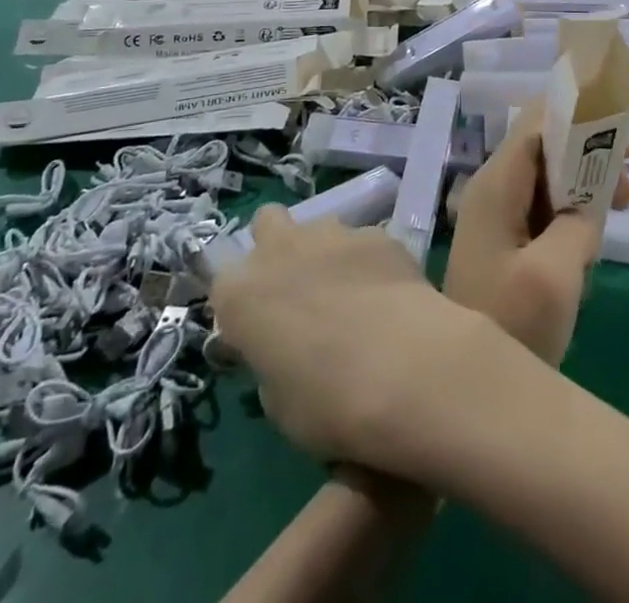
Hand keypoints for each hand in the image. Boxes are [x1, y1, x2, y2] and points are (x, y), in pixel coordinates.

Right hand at [210, 207, 514, 475]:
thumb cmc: (329, 403)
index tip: (258, 327)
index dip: (241, 302)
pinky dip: (368, 261)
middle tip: (296, 289)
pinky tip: (386, 294)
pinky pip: (363, 240)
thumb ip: (271, 363)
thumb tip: (284, 351)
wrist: (405, 368)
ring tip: (349, 293)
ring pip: (318, 226)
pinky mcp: (377, 232)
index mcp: (242, 296)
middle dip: (276, 246)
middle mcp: (281, 251)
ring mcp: (332, 234)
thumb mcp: (279, 404)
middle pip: (266, 223)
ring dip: (324, 252)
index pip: (222, 281)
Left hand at [445, 111, 628, 365]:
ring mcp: (497, 215)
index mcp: (496, 185)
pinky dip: (575, 204)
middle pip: (543, 144)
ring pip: (547, 174)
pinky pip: (544, 204)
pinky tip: (601, 225)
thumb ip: (579, 223)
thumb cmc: (510, 325)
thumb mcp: (554, 275)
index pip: (535, 124)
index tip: (619, 122)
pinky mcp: (506, 240)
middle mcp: (493, 189)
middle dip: (587, 145)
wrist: (464, 387)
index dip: (575, 115)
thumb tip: (589, 205)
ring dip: (586, 177)